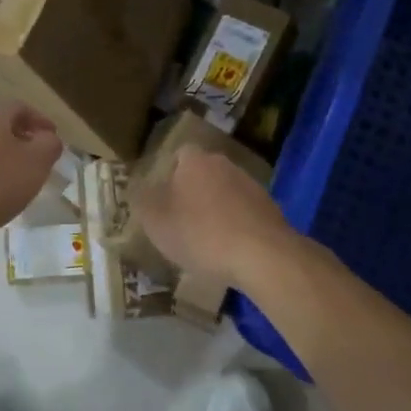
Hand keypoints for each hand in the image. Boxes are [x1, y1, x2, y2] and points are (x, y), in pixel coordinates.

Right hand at [133, 146, 290, 288]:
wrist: (262, 255)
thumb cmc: (200, 233)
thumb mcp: (155, 221)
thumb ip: (143, 201)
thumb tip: (140, 189)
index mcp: (195, 160)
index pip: (179, 155)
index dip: (169, 175)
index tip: (162, 200)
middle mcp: (224, 164)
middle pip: (203, 173)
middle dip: (192, 193)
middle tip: (180, 221)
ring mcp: (251, 185)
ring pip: (225, 193)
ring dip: (215, 210)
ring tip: (205, 242)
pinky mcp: (270, 209)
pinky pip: (244, 213)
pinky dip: (235, 227)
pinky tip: (230, 251)